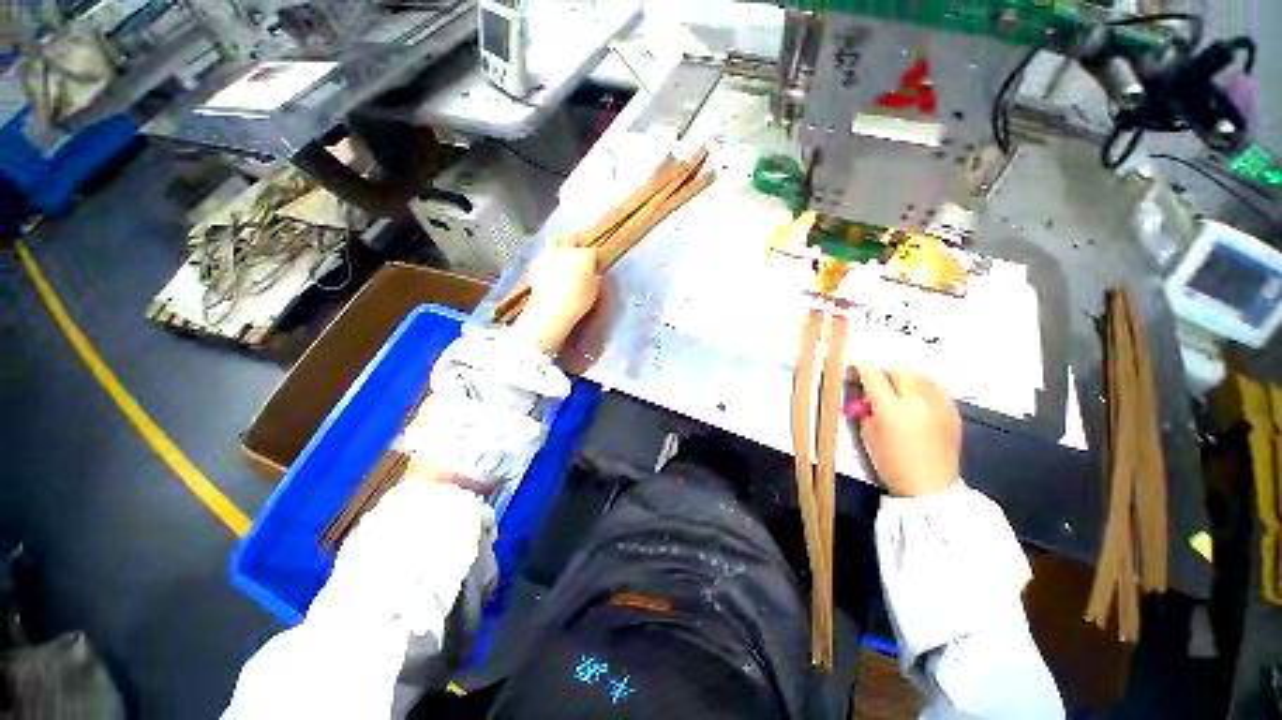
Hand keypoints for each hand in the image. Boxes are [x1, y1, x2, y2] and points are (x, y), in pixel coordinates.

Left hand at [513, 246, 601, 353]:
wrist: (551, 308)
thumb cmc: (578, 301)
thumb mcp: (594, 292)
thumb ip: (595, 280)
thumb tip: (595, 275)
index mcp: (584, 255)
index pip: (593, 251)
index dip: (595, 258)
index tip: (595, 266)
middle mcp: (567, 249)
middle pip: (572, 236)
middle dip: (577, 242)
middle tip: (578, 253)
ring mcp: (549, 254)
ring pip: (555, 240)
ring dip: (560, 244)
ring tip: (562, 255)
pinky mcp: (536, 262)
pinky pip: (543, 254)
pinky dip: (548, 259)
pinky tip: (549, 270)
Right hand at [855, 366, 960, 497]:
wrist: (929, 487)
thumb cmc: (891, 463)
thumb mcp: (867, 434)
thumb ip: (866, 408)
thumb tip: (865, 392)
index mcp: (891, 409)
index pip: (873, 375)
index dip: (861, 368)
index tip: (854, 368)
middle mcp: (916, 401)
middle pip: (898, 371)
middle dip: (884, 372)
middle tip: (875, 381)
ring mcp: (938, 405)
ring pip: (919, 375)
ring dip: (904, 378)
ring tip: (897, 389)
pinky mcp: (953, 411)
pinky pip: (935, 387)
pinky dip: (922, 386)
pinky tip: (916, 397)